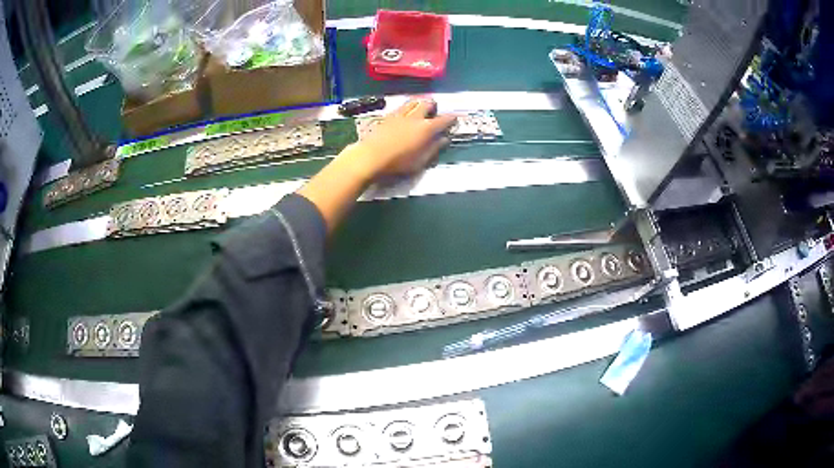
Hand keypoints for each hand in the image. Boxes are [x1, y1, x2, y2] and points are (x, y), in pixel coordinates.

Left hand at [344, 98, 456, 180]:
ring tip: (420, 106)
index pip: (443, 120)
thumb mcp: (421, 161)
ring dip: (419, 102)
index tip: (455, 117)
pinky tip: (405, 111)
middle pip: (427, 104)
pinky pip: (401, 106)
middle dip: (433, 105)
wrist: (371, 156)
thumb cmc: (398, 162)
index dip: (451, 118)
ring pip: (413, 101)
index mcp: (426, 128)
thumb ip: (434, 148)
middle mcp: (415, 117)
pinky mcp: (387, 116)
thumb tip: (444, 139)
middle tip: (435, 110)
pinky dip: (407, 106)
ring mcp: (400, 115)